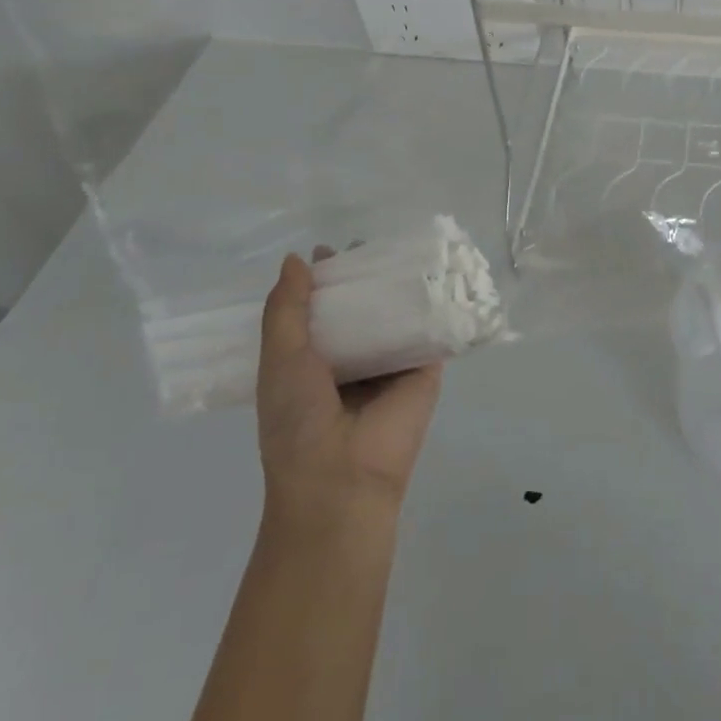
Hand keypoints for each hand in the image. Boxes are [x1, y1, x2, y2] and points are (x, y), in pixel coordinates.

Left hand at [256, 248, 441, 529]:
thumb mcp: (279, 359)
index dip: (325, 281)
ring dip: (400, 286)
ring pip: (397, 314)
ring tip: (406, 247)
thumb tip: (297, 259)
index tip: (331, 249)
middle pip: (362, 307)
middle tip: (370, 242)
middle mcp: (354, 358)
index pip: (323, 310)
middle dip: (365, 277)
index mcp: (314, 360)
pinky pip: (430, 329)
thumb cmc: (298, 420)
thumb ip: (286, 309)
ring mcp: (391, 362)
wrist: (342, 478)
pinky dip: (435, 304)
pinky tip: (441, 272)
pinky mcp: (425, 367)